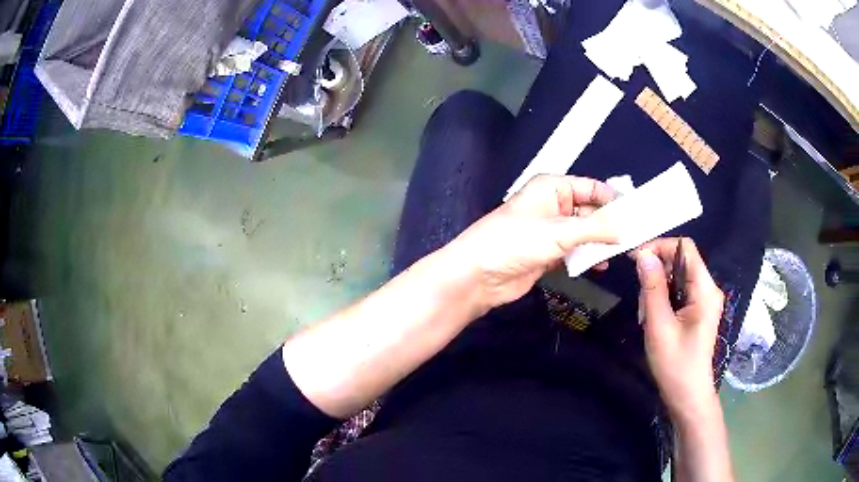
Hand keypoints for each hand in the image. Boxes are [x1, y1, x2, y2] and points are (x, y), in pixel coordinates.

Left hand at [447, 175, 617, 310]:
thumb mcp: (560, 231)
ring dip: (600, 242)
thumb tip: (626, 227)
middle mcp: (552, 205)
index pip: (591, 187)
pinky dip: (586, 256)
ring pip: (584, 233)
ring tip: (621, 253)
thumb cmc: (516, 242)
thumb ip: (596, 228)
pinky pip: (574, 251)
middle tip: (634, 238)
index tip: (637, 215)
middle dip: (610, 224)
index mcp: (552, 187)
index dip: (614, 199)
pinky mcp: (547, 253)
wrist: (478, 276)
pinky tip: (599, 265)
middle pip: (590, 210)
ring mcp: (550, 230)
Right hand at [634, 238, 724, 420]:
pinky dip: (663, 299)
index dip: (660, 246)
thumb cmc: (675, 364)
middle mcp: (708, 289)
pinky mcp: (698, 310)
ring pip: (677, 277)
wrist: (687, 395)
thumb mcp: (659, 326)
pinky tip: (654, 319)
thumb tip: (643, 254)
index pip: (684, 248)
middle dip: (657, 273)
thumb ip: (652, 288)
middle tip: (641, 301)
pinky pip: (679, 291)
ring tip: (647, 317)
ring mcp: (704, 300)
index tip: (635, 259)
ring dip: (658, 289)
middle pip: (680, 261)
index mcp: (705, 289)